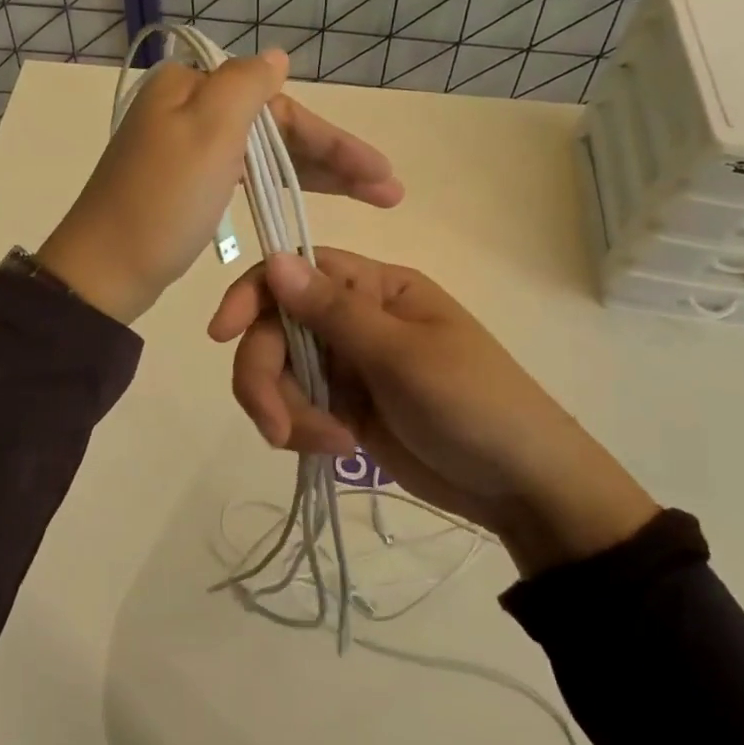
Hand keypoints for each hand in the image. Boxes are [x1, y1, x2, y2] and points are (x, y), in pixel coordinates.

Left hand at [36, 51, 403, 324]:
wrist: (104, 272)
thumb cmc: (162, 202)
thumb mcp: (208, 130)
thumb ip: (246, 84)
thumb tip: (276, 57)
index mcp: (189, 86)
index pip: (276, 104)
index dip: (331, 137)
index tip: (379, 172)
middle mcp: (185, 109)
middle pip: (273, 127)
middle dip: (331, 156)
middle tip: (387, 190)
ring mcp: (183, 149)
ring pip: (262, 153)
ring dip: (314, 173)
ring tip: (369, 197)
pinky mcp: (184, 184)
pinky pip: (243, 175)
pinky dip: (277, 185)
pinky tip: (306, 196)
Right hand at [208, 247, 656, 573]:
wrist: (521, 486)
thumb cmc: (475, 405)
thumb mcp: (404, 356)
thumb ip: (333, 312)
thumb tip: (274, 259)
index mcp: (374, 289)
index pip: (295, 272)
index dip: (253, 295)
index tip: (222, 333)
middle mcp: (352, 320)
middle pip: (276, 330)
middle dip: (266, 377)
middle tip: (276, 428)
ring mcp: (346, 366)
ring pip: (280, 373)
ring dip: (287, 411)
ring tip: (328, 445)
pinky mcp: (342, 407)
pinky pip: (295, 408)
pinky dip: (301, 429)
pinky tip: (335, 449)